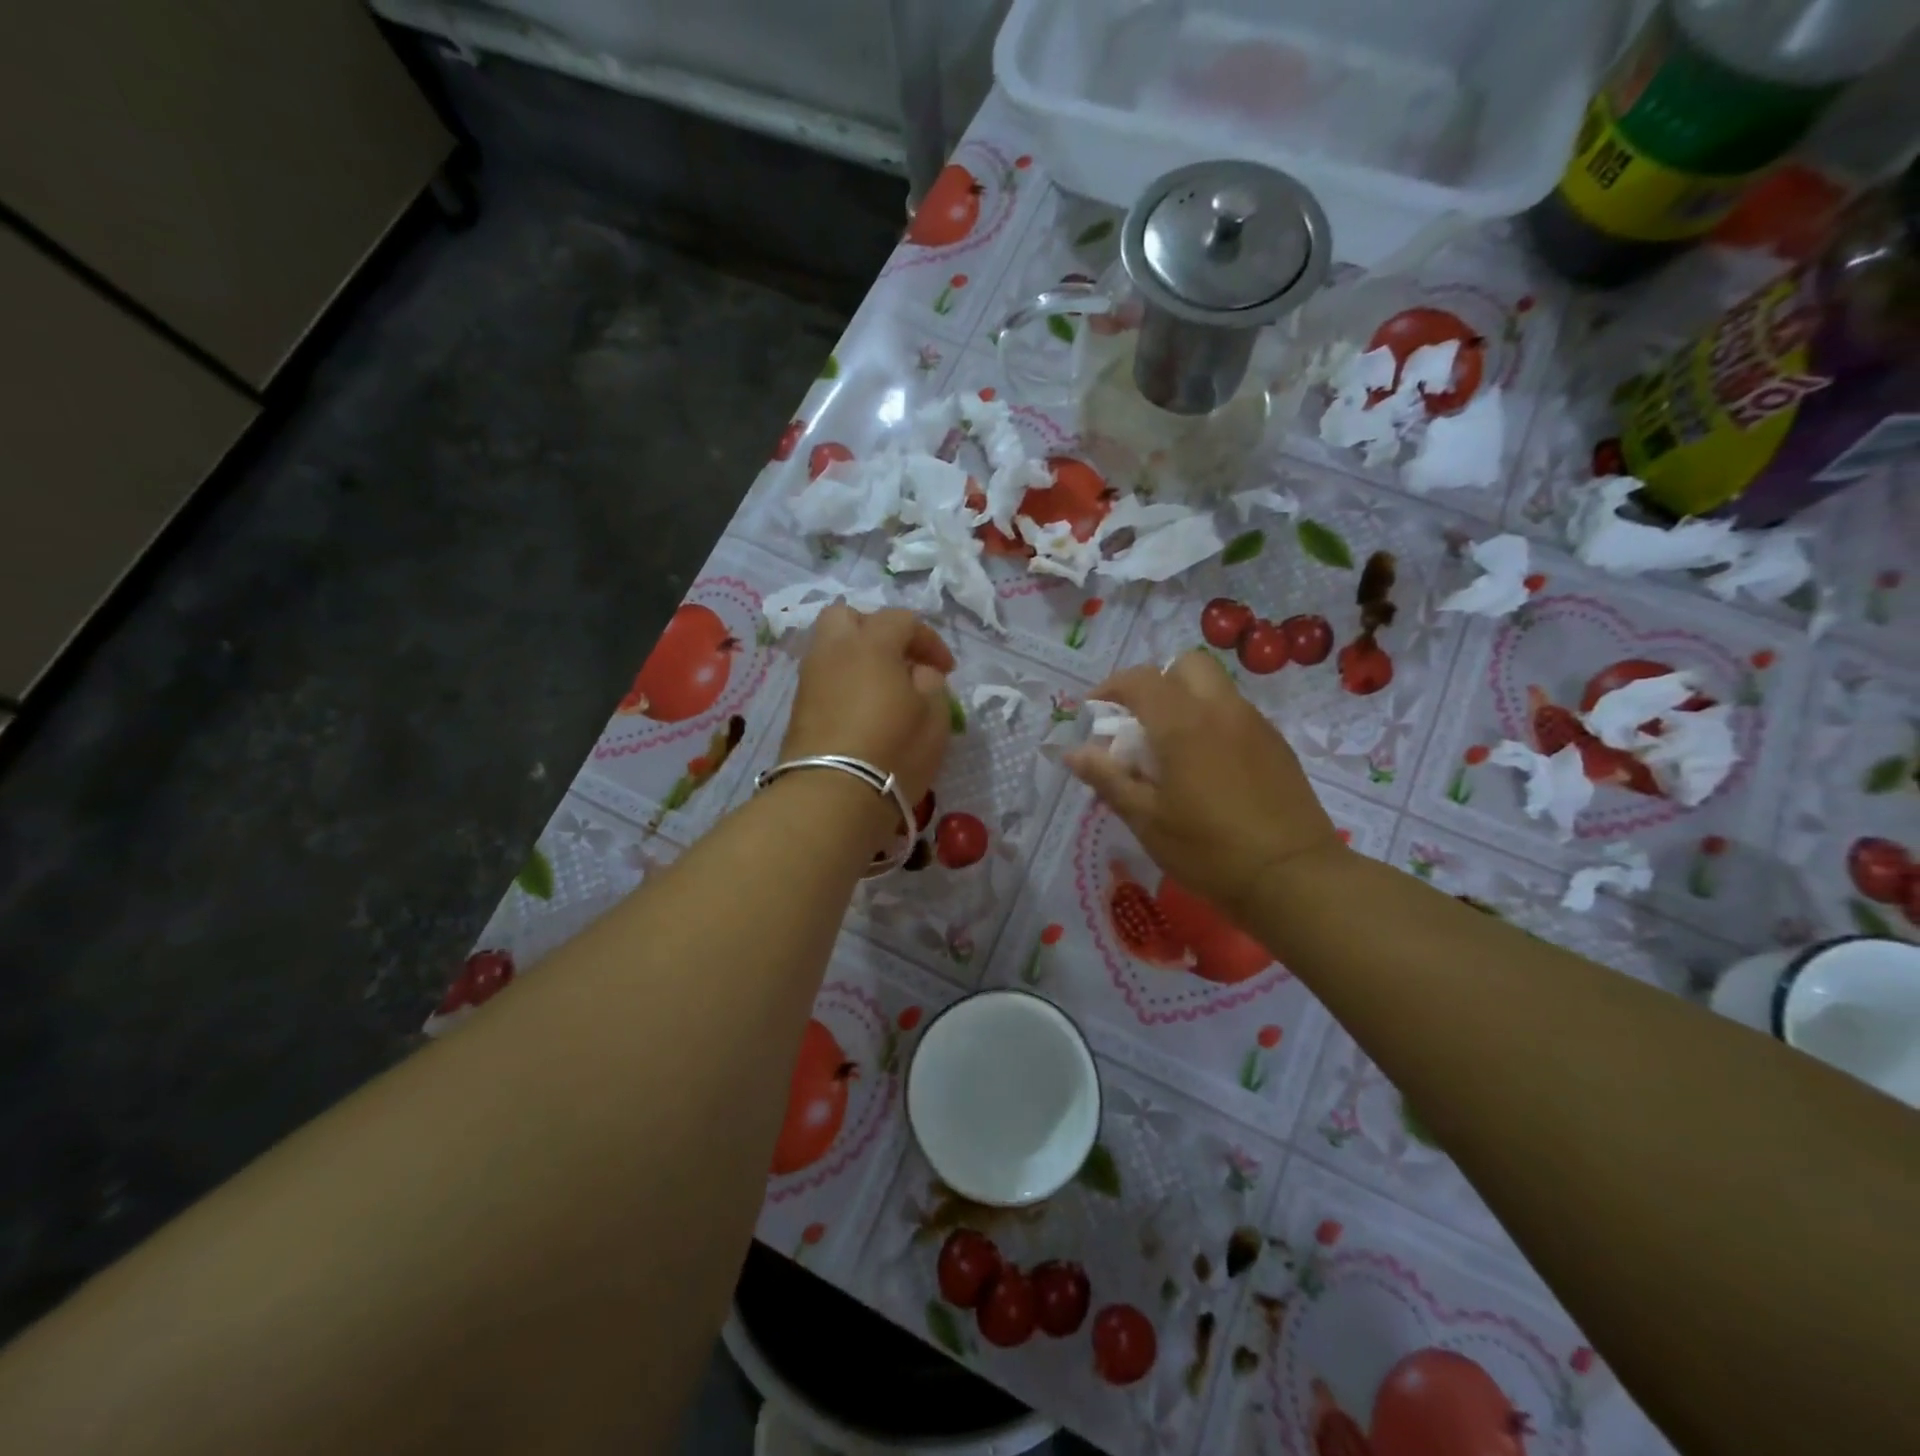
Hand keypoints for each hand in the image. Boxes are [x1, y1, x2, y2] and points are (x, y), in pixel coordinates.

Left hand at [780, 605, 955, 814]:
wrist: (831, 797)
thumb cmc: (893, 751)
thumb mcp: (934, 716)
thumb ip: (931, 682)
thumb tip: (917, 672)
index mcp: (871, 643)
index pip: (902, 620)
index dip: (929, 640)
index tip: (947, 671)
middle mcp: (833, 651)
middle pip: (848, 617)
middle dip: (876, 630)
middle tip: (899, 660)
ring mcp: (810, 679)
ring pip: (830, 647)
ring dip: (856, 657)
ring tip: (881, 688)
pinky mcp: (798, 709)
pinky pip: (823, 678)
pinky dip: (843, 682)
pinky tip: (861, 709)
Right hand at [1064, 650, 1341, 920]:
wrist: (1293, 876)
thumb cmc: (1208, 849)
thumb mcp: (1146, 819)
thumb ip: (1108, 778)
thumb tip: (1073, 752)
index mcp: (1182, 723)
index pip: (1139, 680)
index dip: (1110, 687)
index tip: (1095, 711)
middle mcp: (1220, 709)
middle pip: (1186, 665)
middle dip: (1156, 682)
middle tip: (1140, 721)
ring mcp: (1254, 724)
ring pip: (1214, 687)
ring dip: (1186, 701)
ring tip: (1172, 748)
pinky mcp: (1277, 744)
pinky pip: (1236, 713)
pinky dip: (1212, 722)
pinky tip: (1208, 767)